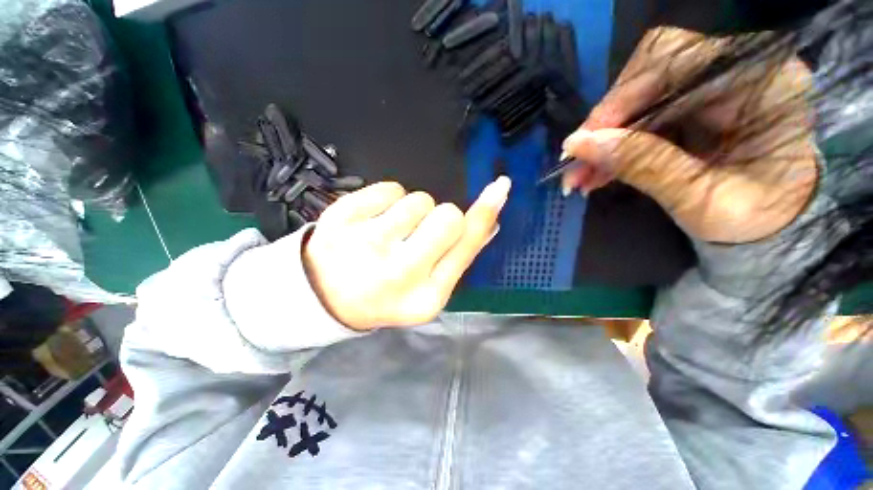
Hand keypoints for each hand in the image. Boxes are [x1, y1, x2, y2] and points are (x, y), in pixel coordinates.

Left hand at [303, 178, 509, 329]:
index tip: (499, 187)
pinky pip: (389, 188)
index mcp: (425, 297)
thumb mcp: (428, 289)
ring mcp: (365, 244)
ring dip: (413, 211)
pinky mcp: (341, 218)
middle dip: (441, 217)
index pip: (465, 245)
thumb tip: (488, 220)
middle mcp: (398, 273)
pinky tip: (372, 222)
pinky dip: (388, 200)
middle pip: (448, 215)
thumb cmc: (387, 294)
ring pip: (418, 199)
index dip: (484, 213)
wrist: (327, 297)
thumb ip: (459, 256)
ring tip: (391, 232)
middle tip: (421, 233)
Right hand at [561, 27, 817, 242]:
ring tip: (577, 178)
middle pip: (650, 77)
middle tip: (574, 164)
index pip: (676, 63)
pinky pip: (641, 118)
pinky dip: (615, 147)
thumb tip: (578, 145)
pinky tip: (595, 173)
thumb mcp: (700, 198)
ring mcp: (713, 86)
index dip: (622, 99)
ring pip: (639, 101)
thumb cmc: (753, 220)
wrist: (770, 226)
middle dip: (606, 125)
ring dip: (603, 141)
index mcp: (763, 83)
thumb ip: (643, 165)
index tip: (581, 142)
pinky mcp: (693, 105)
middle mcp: (738, 71)